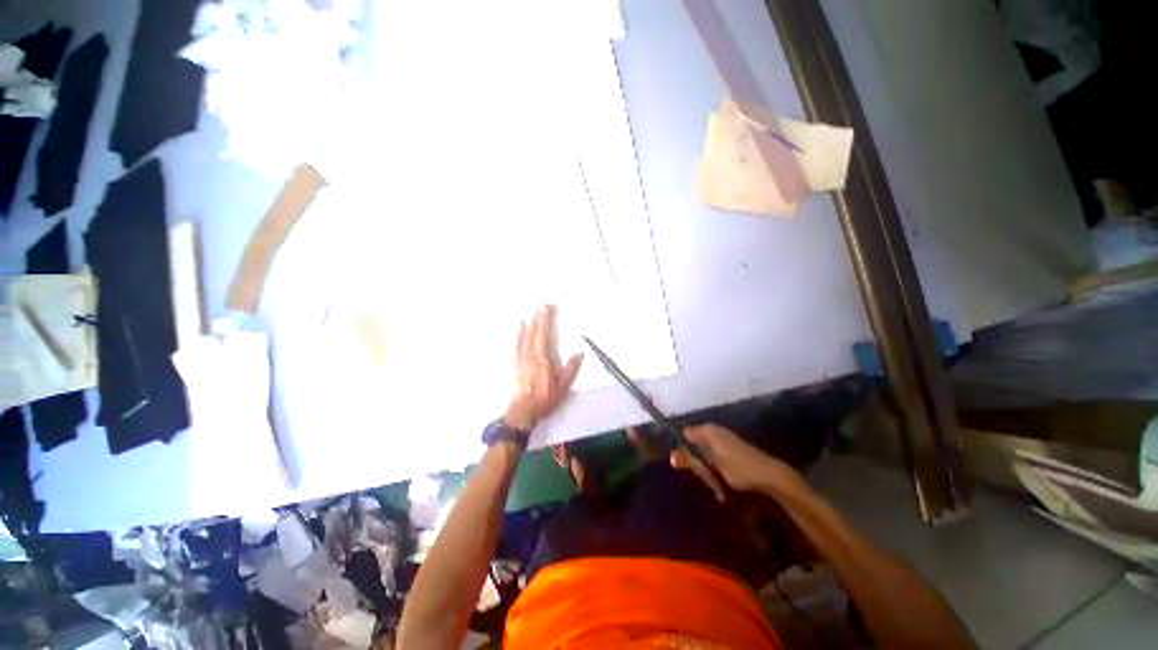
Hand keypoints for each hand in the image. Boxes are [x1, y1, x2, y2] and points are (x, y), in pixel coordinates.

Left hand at [504, 305, 583, 432]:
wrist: (523, 411)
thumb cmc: (545, 398)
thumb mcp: (563, 386)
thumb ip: (571, 369)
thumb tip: (579, 354)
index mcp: (544, 358)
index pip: (546, 334)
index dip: (547, 319)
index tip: (549, 307)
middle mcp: (532, 354)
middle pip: (536, 332)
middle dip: (540, 317)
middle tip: (543, 304)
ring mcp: (522, 358)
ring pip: (526, 336)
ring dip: (531, 323)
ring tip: (533, 312)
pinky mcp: (516, 363)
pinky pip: (518, 344)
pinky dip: (519, 334)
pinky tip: (521, 326)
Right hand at [670, 424, 797, 499]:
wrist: (771, 475)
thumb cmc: (738, 468)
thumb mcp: (711, 466)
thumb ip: (690, 460)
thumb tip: (671, 456)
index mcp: (708, 430)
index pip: (686, 434)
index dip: (682, 449)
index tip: (683, 466)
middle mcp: (715, 431)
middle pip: (695, 446)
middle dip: (697, 464)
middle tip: (705, 478)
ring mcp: (725, 440)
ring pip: (706, 456)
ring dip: (709, 472)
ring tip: (716, 486)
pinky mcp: (733, 451)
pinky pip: (717, 460)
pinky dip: (718, 472)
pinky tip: (723, 486)